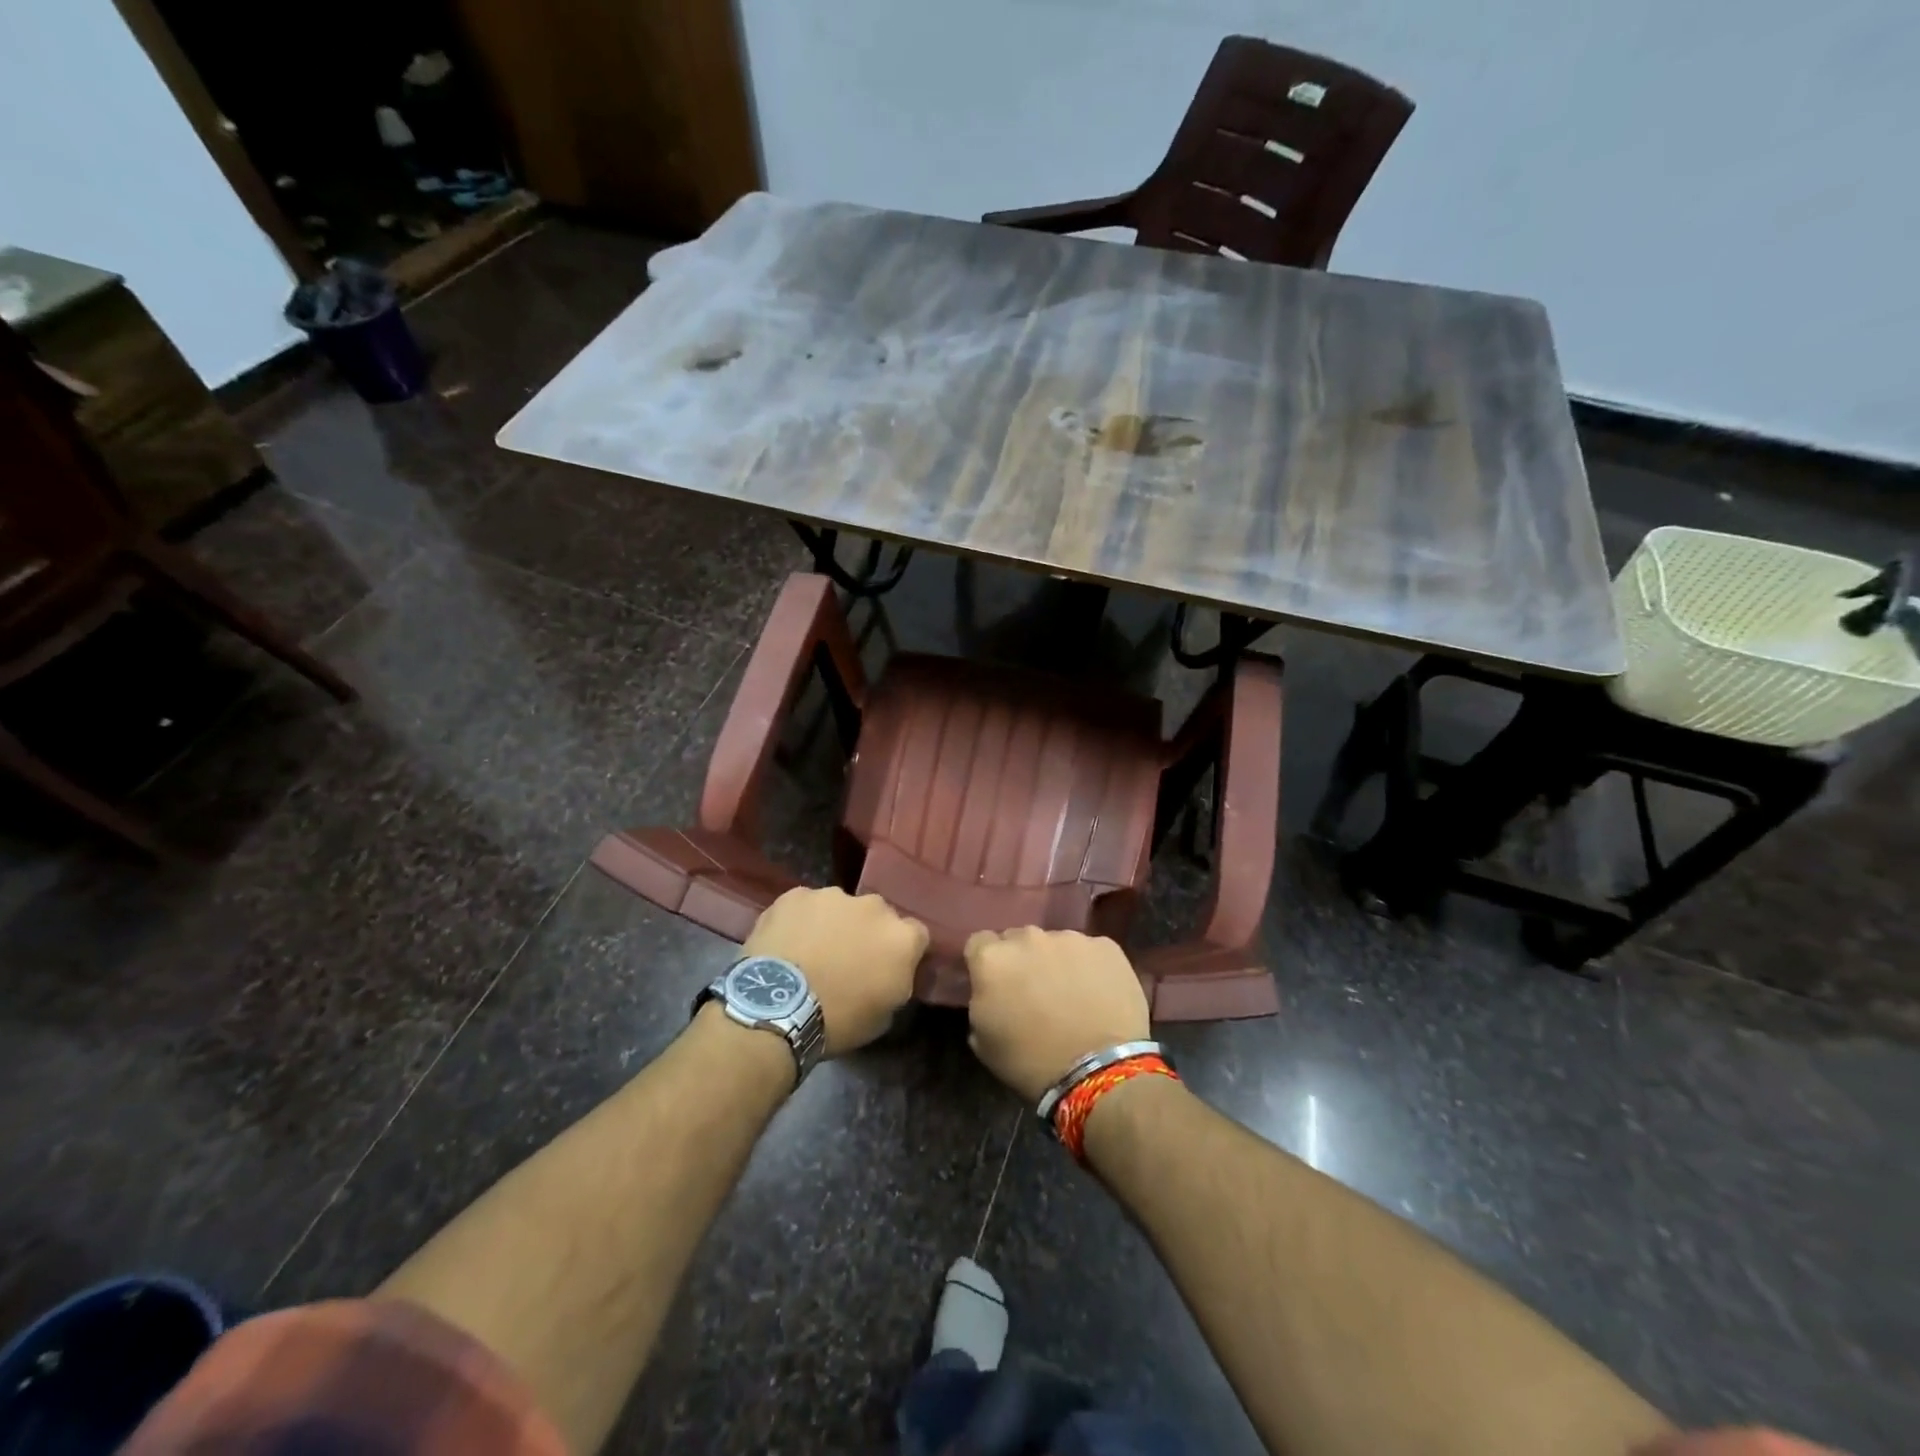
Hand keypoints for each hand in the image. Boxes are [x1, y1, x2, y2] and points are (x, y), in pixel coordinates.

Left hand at [742, 888, 927, 1055]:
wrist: (776, 1008)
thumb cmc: (837, 1021)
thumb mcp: (883, 1016)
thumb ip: (895, 983)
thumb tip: (889, 973)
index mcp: (902, 938)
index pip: (916, 935)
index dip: (901, 951)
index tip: (886, 968)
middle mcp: (874, 907)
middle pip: (878, 916)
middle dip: (866, 932)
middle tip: (846, 960)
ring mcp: (833, 896)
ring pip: (839, 907)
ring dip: (833, 924)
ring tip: (810, 952)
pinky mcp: (796, 895)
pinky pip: (804, 906)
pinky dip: (799, 921)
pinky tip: (785, 944)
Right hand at [964, 928, 1149, 1102]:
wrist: (1100, 1070)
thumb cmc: (1032, 1063)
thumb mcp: (983, 1042)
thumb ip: (980, 1002)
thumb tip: (990, 993)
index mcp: (992, 959)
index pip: (979, 944)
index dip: (986, 964)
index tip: (995, 985)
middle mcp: (1028, 937)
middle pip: (1018, 940)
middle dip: (1022, 960)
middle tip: (1034, 992)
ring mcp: (1070, 938)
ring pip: (1056, 944)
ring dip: (1057, 962)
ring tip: (1071, 996)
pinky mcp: (1106, 946)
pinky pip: (1090, 952)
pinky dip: (1090, 968)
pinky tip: (1099, 996)